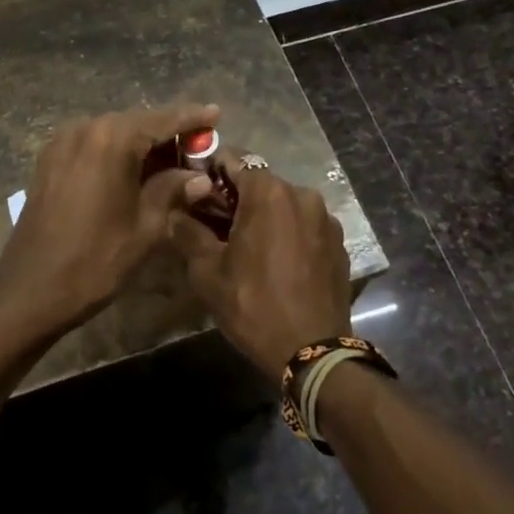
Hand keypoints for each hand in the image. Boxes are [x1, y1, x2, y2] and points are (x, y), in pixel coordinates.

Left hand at [0, 103, 220, 335]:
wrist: (30, 287)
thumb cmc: (95, 259)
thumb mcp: (146, 227)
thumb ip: (173, 191)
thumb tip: (199, 178)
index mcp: (112, 139)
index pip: (162, 120)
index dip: (192, 117)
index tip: (216, 111)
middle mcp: (86, 127)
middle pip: (137, 122)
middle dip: (168, 133)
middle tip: (197, 146)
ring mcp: (63, 141)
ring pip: (114, 132)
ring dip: (141, 143)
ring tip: (169, 161)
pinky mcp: (50, 158)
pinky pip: (93, 144)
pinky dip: (116, 151)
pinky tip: (132, 170)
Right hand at [168, 152, 351, 381]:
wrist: (313, 354)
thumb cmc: (254, 305)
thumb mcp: (208, 272)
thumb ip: (188, 233)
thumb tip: (174, 213)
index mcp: (268, 192)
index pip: (233, 160)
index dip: (211, 173)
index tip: (197, 194)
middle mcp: (302, 194)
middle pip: (260, 182)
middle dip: (237, 198)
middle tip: (217, 226)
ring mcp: (325, 218)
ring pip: (284, 204)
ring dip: (265, 216)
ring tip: (249, 248)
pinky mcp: (338, 243)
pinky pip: (305, 225)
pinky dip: (288, 233)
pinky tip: (278, 263)